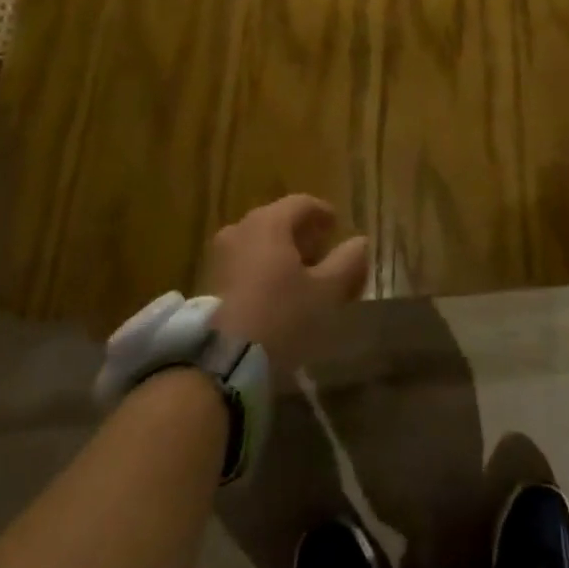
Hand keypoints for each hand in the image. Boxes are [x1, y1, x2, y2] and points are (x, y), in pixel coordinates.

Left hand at [207, 196, 369, 368]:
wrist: (221, 364)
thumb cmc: (282, 317)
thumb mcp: (326, 292)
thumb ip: (348, 262)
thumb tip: (360, 242)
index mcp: (269, 222)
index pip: (301, 203)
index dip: (322, 213)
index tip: (336, 226)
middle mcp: (241, 229)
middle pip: (278, 222)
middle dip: (302, 235)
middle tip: (321, 254)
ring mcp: (220, 256)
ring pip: (258, 244)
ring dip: (280, 254)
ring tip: (299, 278)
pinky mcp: (208, 284)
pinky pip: (243, 265)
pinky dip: (262, 270)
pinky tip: (274, 295)